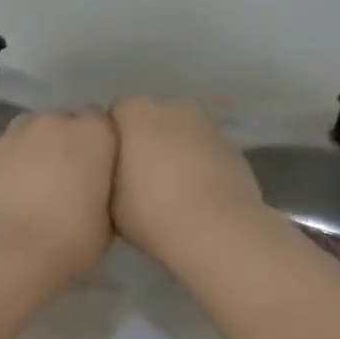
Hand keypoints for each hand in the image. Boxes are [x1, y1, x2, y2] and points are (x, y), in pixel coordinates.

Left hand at [0, 110, 116, 278]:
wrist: (10, 253)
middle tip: (58, 181)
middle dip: (59, 144)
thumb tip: (90, 190)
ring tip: (24, 184)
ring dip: (27, 149)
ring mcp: (11, 134)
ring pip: (23, 131)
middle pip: (58, 123)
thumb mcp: (107, 220)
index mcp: (92, 134)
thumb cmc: (70, 240)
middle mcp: (51, 122)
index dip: (94, 144)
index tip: (92, 169)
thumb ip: (101, 191)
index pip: (98, 121)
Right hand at [109, 98, 271, 265]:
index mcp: (136, 112)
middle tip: (137, 178)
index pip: (115, 114)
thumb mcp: (108, 197)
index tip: (110, 168)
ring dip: (173, 151)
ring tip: (168, 189)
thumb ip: (106, 170)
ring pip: (180, 133)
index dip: (112, 141)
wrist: (217, 231)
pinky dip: (198, 164)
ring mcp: (207, 125)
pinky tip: (195, 196)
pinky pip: (204, 151)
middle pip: (150, 118)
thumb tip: (114, 167)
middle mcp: (173, 107)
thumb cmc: (151, 212)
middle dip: (143, 140)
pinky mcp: (233, 147)